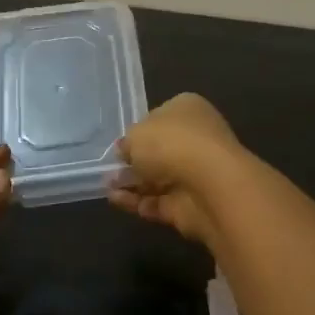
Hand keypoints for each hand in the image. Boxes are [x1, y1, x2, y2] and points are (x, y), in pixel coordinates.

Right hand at [107, 93, 246, 245]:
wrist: (207, 185)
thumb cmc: (171, 143)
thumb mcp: (136, 134)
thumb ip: (128, 143)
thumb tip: (126, 151)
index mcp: (188, 110)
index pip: (161, 117)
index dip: (140, 130)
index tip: (121, 144)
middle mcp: (196, 138)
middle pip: (160, 150)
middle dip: (134, 161)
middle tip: (109, 169)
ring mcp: (195, 173)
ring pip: (158, 178)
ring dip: (132, 182)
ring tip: (106, 186)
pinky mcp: (189, 204)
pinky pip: (158, 201)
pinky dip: (136, 201)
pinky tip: (115, 200)